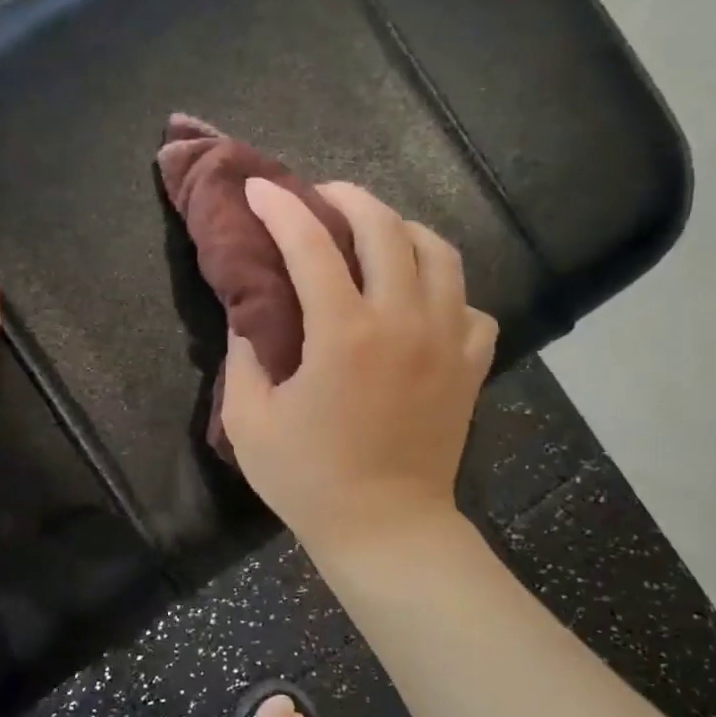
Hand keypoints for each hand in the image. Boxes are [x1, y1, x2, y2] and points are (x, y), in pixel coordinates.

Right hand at [222, 178, 497, 558]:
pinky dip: (444, 289)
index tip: (259, 188)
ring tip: (375, 236)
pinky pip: (470, 303)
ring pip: (440, 252)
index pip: (310, 244)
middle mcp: (404, 321)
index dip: (280, 207)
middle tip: (320, 198)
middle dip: (348, 197)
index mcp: (344, 334)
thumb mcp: (249, 422)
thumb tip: (249, 314)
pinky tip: (421, 300)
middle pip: (386, 227)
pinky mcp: (472, 365)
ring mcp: (448, 340)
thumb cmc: (309, 480)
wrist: (386, 528)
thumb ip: (243, 357)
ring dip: (403, 229)